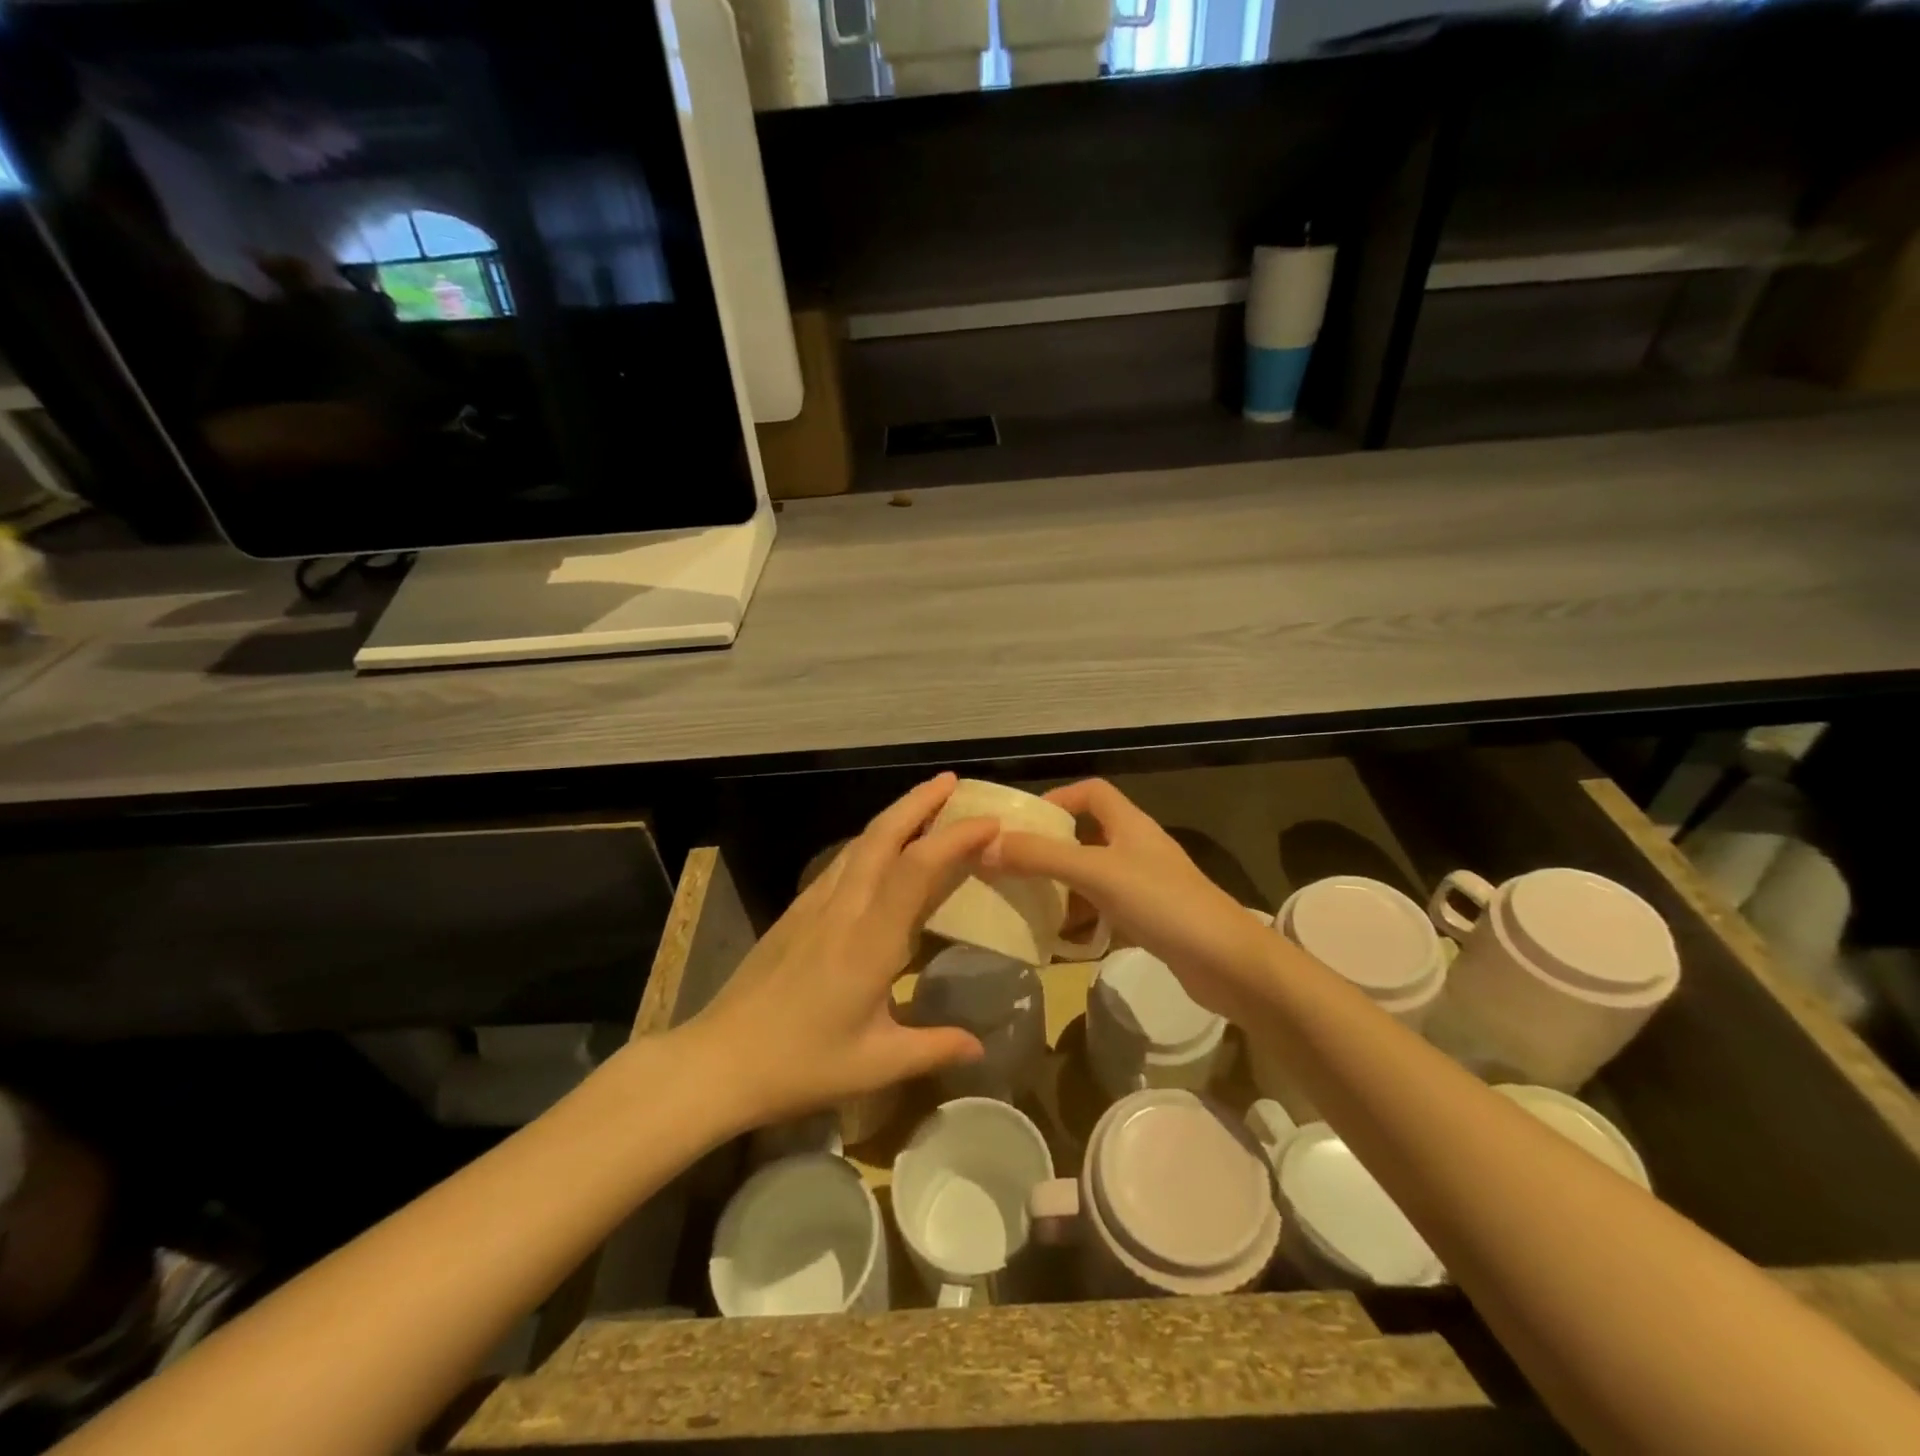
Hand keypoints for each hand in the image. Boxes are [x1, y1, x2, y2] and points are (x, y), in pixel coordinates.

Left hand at [687, 773, 993, 1128]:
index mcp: (869, 942)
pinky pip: (842, 862)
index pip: (916, 869)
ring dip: (895, 815)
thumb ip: (933, 1048)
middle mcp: (843, 909)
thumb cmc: (799, 1066)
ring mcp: (814, 905)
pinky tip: (881, 850)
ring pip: (859, 842)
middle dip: (920, 801)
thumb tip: (980, 1047)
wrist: (717, 1060)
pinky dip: (871, 841)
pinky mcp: (796, 911)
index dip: (954, 838)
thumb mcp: (874, 1065)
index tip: (990, 824)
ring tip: (927, 805)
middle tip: (954, 782)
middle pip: (882, 835)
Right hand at [983, 779, 1277, 1025]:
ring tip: (1028, 908)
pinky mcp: (1151, 921)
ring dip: (1063, 891)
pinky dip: (1082, 922)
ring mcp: (1146, 887)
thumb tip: (985, 846)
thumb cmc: (1162, 902)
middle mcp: (1137, 849)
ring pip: (1093, 879)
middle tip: (1014, 870)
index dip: (1058, 798)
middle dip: (1050, 851)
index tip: (1024, 823)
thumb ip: (1041, 857)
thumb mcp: (1096, 873)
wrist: (1227, 963)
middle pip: (1087, 837)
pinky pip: (1105, 912)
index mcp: (1129, 824)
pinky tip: (1061, 943)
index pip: (1092, 792)